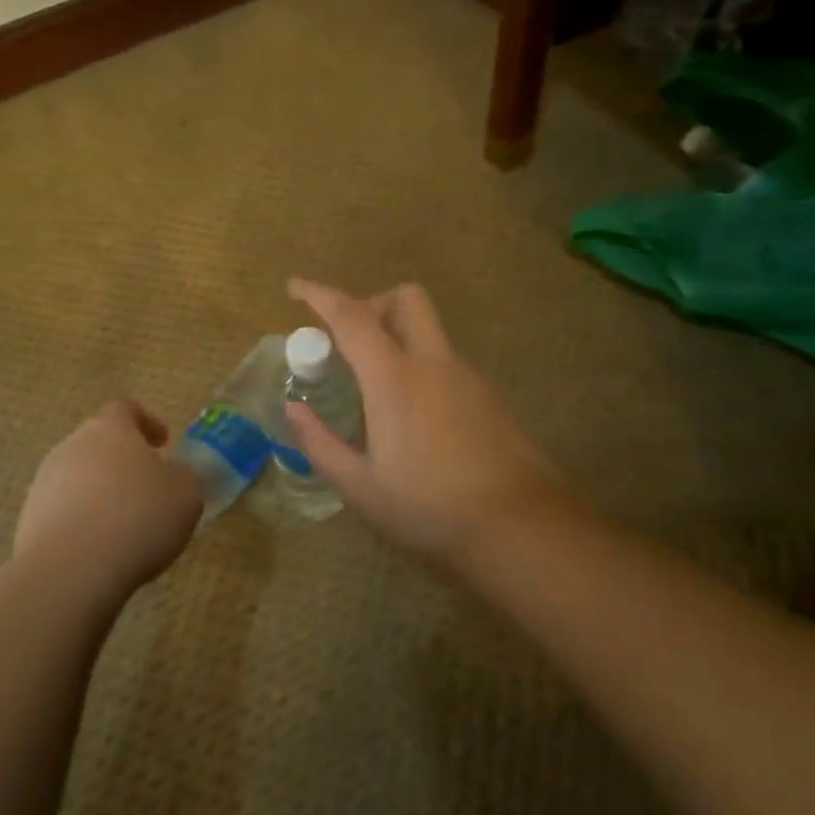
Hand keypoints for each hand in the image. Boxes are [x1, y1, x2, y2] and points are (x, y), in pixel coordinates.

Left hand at [15, 400, 202, 596]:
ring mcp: (44, 481)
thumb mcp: (185, 495)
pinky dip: (81, 522)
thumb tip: (176, 474)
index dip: (147, 421)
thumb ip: (184, 477)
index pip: (125, 409)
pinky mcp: (28, 519)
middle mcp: (72, 445)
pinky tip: (98, 550)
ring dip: (99, 492)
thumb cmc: (138, 518)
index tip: (163, 442)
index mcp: (110, 428)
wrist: (71, 570)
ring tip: (122, 525)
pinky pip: (62, 511)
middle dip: (121, 461)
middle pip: (98, 442)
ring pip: (78, 477)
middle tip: (146, 487)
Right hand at [283, 279, 566, 558]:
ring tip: (376, 393)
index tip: (295, 287)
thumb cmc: (429, 508)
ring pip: (429, 331)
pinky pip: (445, 362)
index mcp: (394, 378)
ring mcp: (467, 376)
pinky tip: (415, 419)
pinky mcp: (489, 396)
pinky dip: (421, 367)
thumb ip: (320, 443)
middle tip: (349, 340)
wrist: (521, 527)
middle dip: (372, 303)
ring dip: (397, 338)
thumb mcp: (360, 487)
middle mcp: (433, 363)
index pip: (351, 318)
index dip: (320, 295)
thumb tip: (293, 410)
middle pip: (406, 299)